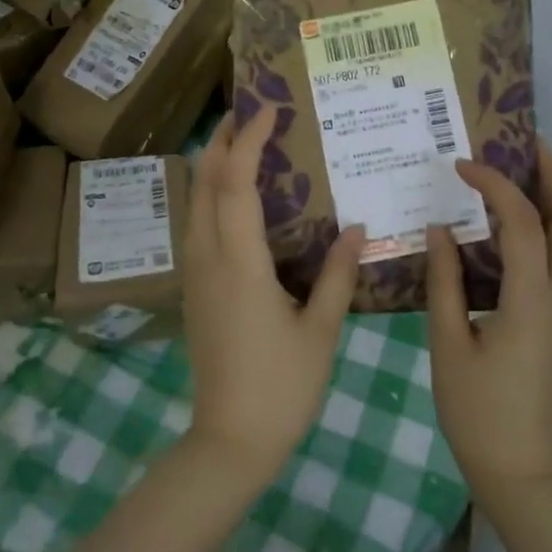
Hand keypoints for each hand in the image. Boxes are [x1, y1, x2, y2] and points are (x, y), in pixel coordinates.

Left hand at [183, 106, 363, 482]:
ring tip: (240, 144)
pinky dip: (210, 195)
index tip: (269, 111)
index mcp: (241, 262)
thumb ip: (339, 274)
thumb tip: (357, 228)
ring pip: (194, 202)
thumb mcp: (321, 330)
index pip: (236, 183)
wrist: (229, 441)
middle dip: (222, 141)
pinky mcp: (194, 289)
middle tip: (250, 114)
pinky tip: (233, 199)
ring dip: (212, 165)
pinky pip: (196, 224)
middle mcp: (209, 258)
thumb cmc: (281, 386)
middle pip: (204, 182)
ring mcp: (195, 273)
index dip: (249, 141)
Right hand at [426, 143, 551, 496]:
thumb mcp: (448, 343)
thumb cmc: (477, 411)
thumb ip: (444, 280)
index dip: (494, 184)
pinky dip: (544, 223)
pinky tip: (506, 222)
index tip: (461, 165)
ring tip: (514, 169)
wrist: (519, 469)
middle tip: (522, 141)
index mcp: (532, 300)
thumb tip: (439, 228)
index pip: (522, 222)